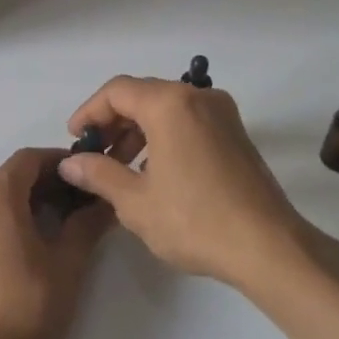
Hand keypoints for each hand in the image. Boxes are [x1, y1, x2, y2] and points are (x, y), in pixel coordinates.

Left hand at [0, 148, 113, 338]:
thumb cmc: (26, 305)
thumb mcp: (68, 262)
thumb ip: (87, 223)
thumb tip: (107, 202)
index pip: (32, 158)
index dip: (63, 162)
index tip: (89, 175)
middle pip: (14, 174)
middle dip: (50, 181)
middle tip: (84, 199)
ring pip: (0, 195)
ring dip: (32, 198)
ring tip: (66, 219)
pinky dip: (12, 214)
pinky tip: (37, 236)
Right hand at [58, 76, 328, 292]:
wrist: (268, 247)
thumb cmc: (194, 220)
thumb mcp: (135, 201)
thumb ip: (98, 174)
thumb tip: (70, 163)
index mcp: (170, 105)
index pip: (117, 91)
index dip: (89, 112)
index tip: (75, 139)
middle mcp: (198, 98)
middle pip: (143, 95)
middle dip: (113, 122)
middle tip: (94, 155)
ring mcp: (223, 114)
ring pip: (167, 108)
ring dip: (138, 130)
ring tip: (120, 167)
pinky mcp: (236, 134)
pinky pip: (189, 121)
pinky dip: (164, 136)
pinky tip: (153, 171)